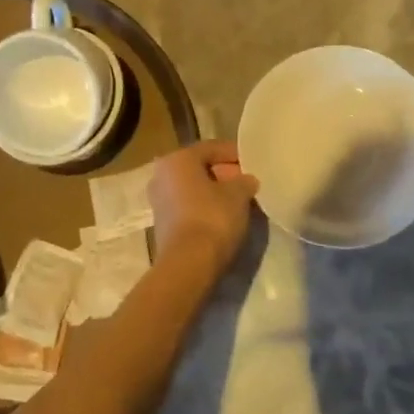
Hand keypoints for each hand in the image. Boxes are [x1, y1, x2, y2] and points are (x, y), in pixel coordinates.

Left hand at [148, 140, 258, 275]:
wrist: (188, 265)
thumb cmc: (213, 217)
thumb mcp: (238, 194)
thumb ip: (244, 181)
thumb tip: (247, 180)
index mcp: (178, 159)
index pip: (211, 148)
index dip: (235, 154)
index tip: (254, 163)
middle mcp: (162, 175)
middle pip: (200, 169)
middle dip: (225, 174)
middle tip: (248, 183)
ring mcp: (159, 201)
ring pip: (194, 189)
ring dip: (216, 193)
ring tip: (241, 202)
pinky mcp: (163, 224)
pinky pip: (189, 207)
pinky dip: (206, 208)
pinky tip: (226, 217)